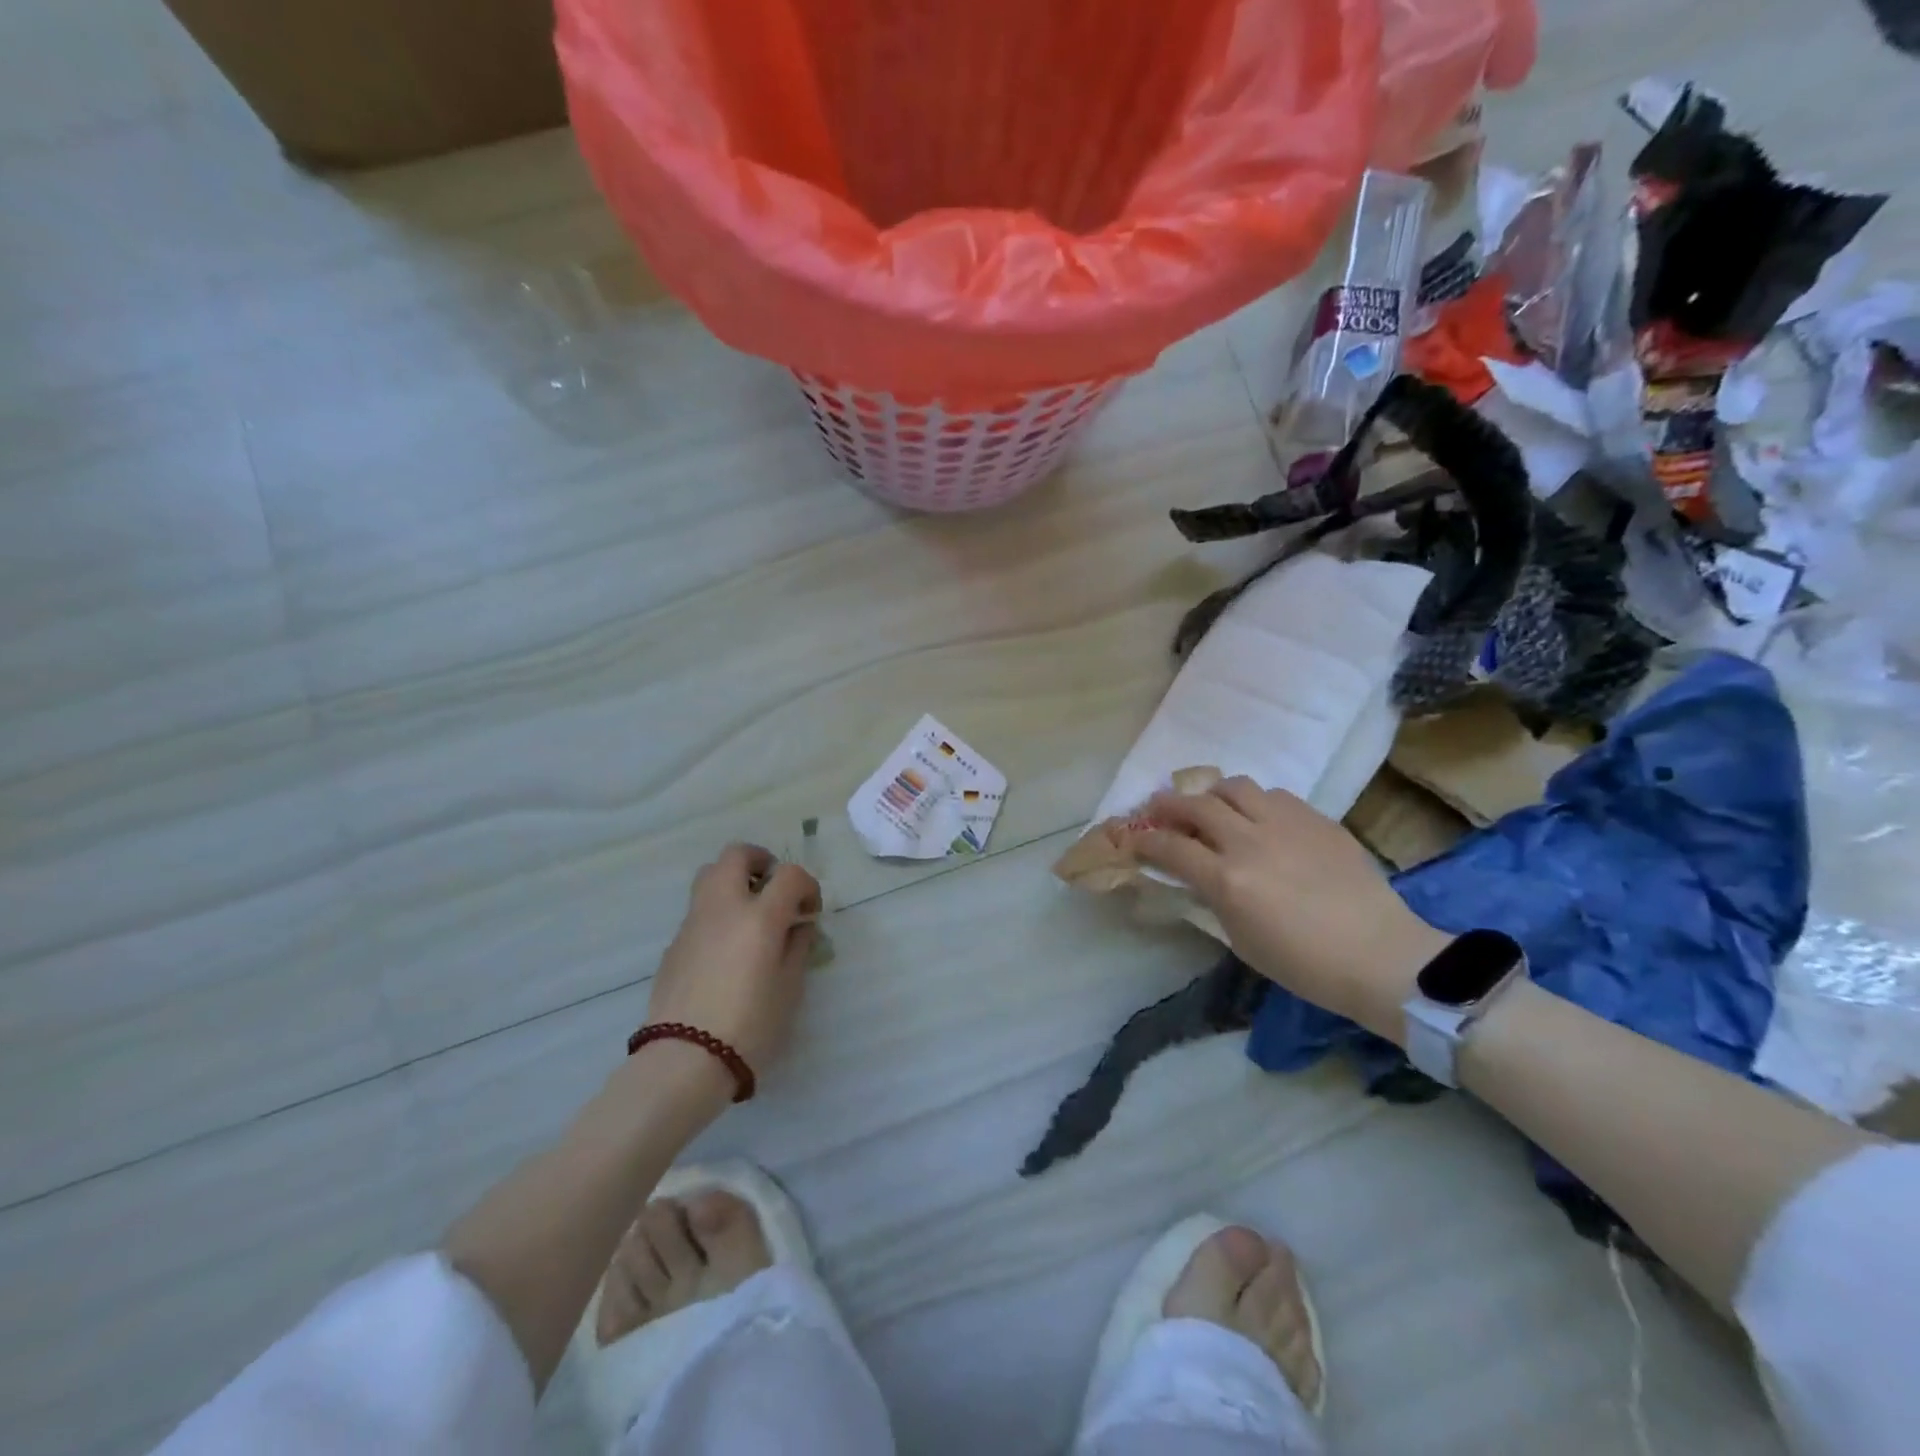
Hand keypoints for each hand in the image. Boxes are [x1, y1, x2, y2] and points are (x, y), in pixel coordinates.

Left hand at [643, 844, 821, 1073]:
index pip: (789, 874)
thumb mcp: (790, 988)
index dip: (807, 886)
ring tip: (751, 915)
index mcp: (759, 916)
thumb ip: (798, 947)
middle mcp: (723, 907)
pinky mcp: (674, 944)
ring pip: (710, 876)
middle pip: (736, 855)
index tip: (810, 912)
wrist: (684, 1061)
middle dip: (760, 862)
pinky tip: (728, 949)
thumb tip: (798, 926)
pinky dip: (718, 912)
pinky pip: (699, 910)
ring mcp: (692, 923)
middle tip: (774, 890)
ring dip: (734, 882)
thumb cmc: (750, 1025)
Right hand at [1136, 777, 1449, 1040]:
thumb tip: (1195, 876)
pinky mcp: (1316, 819)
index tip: (1133, 839)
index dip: (1144, 841)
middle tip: (1157, 808)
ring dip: (1213, 795)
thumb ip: (1213, 900)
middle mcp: (1250, 842)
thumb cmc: (1305, 964)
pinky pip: (1274, 795)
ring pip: (1235, 787)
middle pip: (1196, 805)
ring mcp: (1286, 824)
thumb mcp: (1241, 940)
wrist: (1381, 955)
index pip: (1170, 848)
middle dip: (1168, 805)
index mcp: (1228, 880)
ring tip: (1210, 806)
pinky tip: (1259, 818)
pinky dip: (1255, 802)